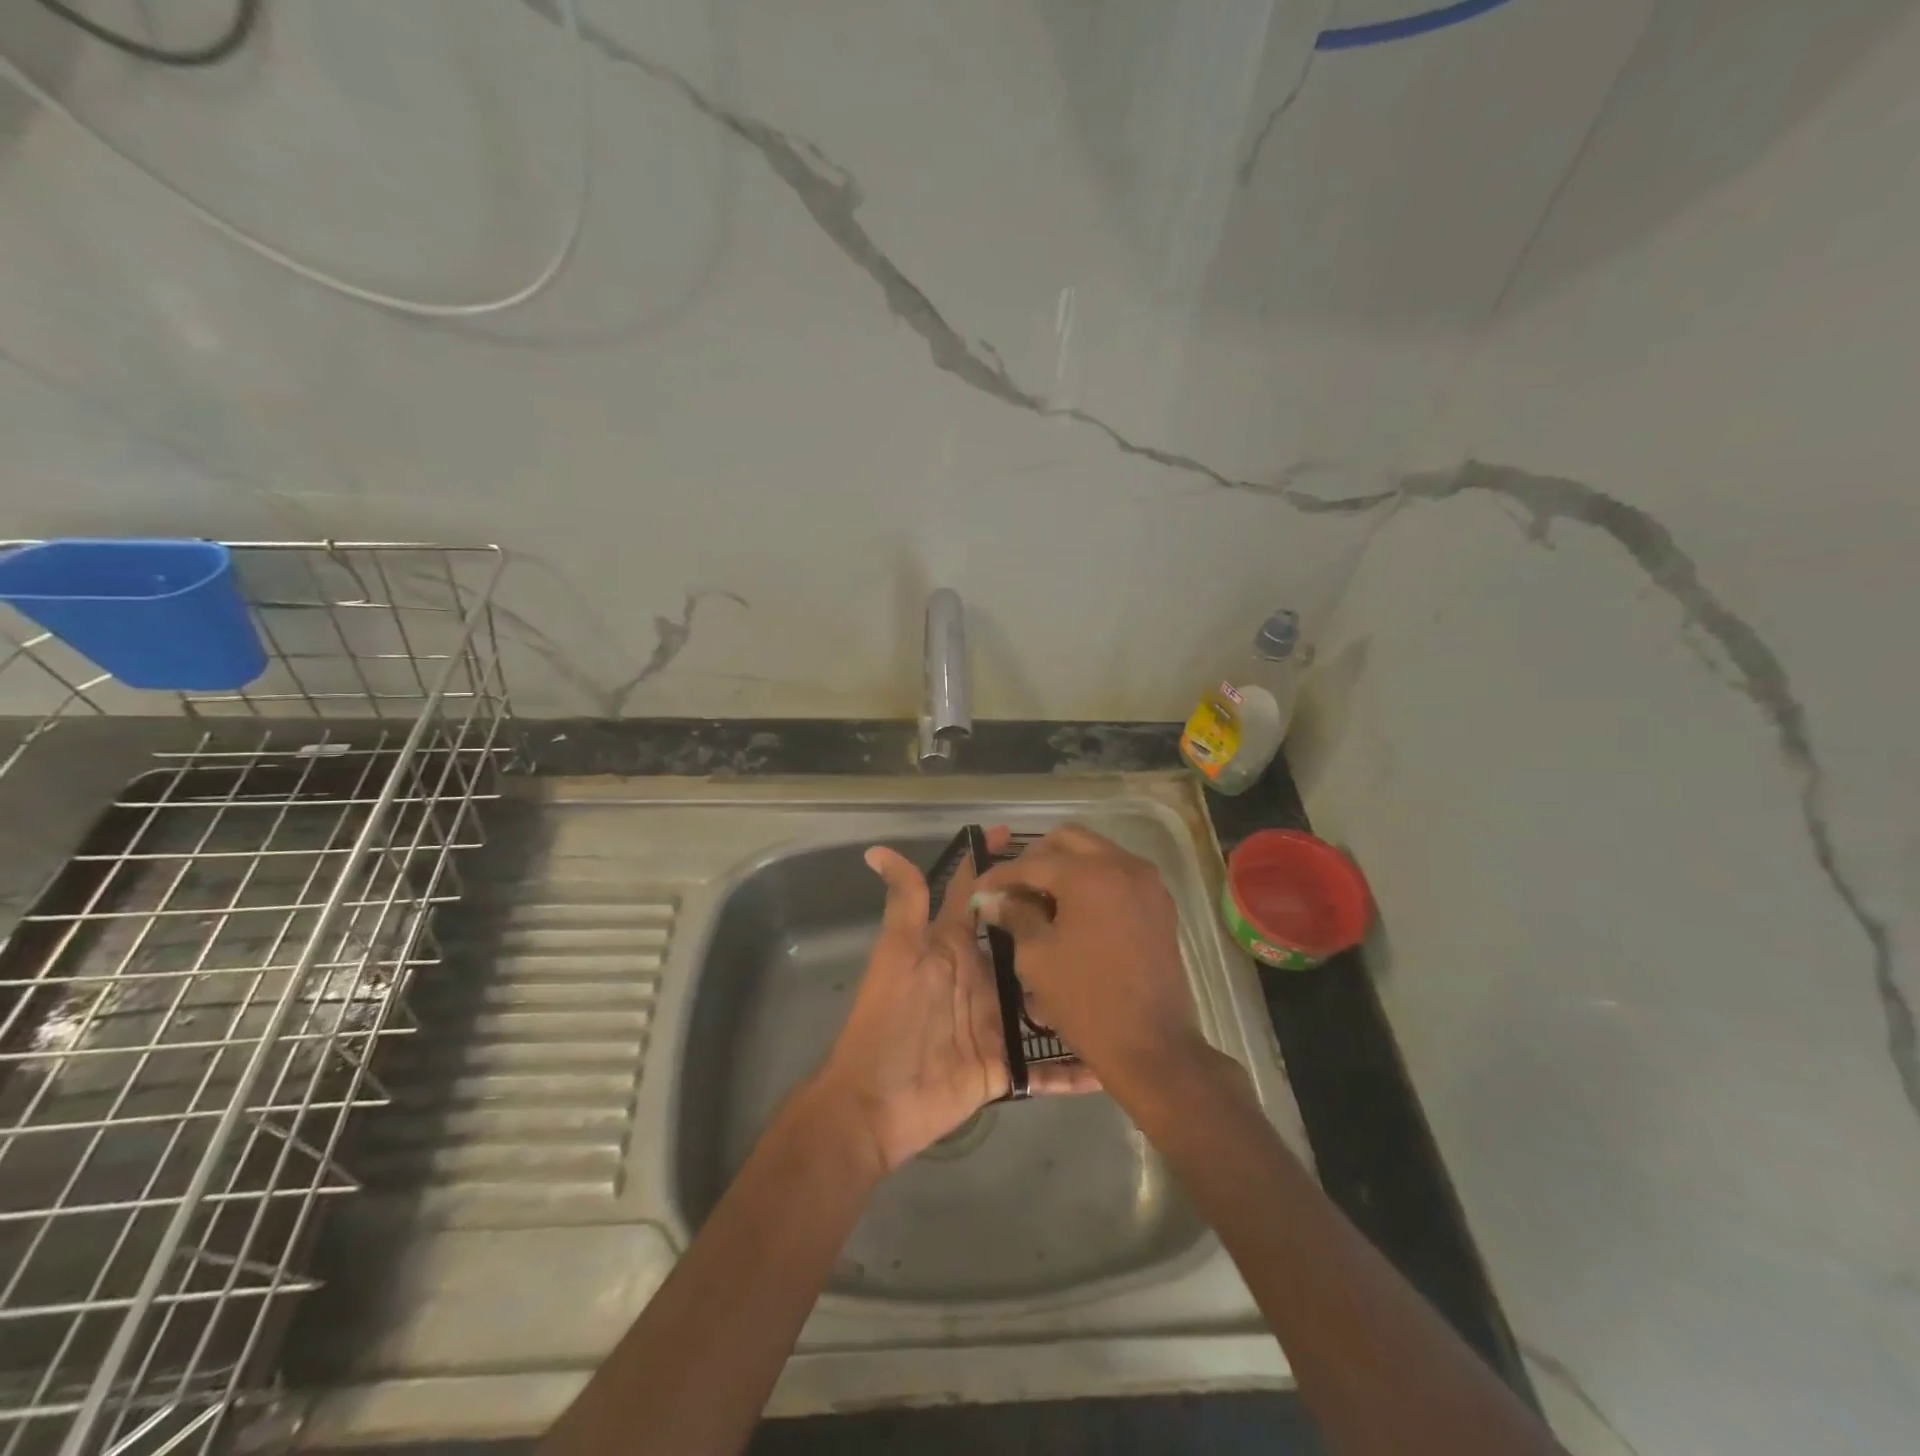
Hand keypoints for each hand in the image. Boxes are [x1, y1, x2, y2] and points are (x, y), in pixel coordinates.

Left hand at [813, 827, 1098, 1172]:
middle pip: (1023, 945)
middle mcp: (981, 979)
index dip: (996, 865)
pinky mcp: (1004, 1066)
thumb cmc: (888, 1018)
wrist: (875, 1101)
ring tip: (1124, 976)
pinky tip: (1112, 1062)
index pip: (980, 898)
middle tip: (1102, 904)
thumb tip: (877, 850)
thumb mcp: (898, 953)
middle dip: (1055, 924)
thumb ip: (905, 903)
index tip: (1025, 836)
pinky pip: (1045, 1067)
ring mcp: (995, 1023)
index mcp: (956, 948)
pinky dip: (1074, 1068)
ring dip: (1075, 993)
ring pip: (1043, 1002)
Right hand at [971, 824, 1208, 1105]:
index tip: (980, 889)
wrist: (1152, 1046)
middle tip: (1014, 888)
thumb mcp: (1037, 957)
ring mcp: (1147, 882)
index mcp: (1089, 875)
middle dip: (1036, 858)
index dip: (1001, 874)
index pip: (1033, 862)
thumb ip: (1015, 915)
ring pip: (1096, 852)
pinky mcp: (1159, 903)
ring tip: (1042, 899)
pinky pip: (1118, 873)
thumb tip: (993, 898)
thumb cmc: (1085, 1002)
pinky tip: (1074, 910)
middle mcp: (1122, 865)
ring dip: (1066, 866)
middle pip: (1068, 840)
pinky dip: (1093, 880)